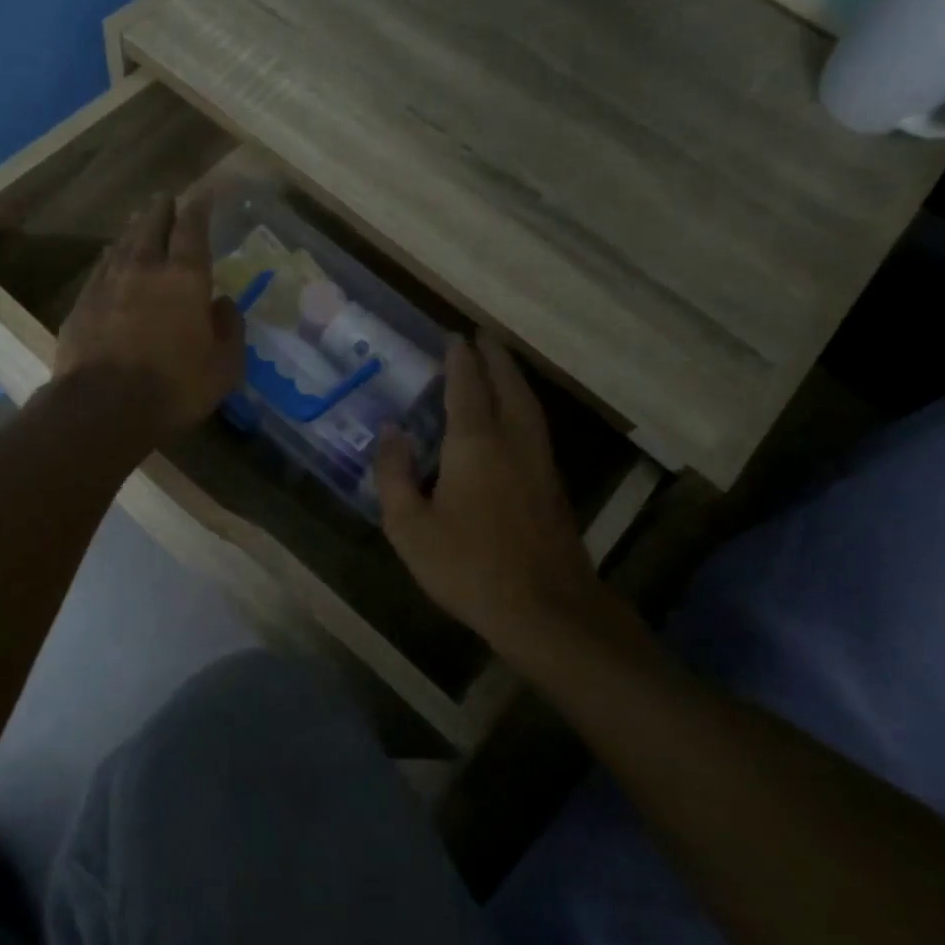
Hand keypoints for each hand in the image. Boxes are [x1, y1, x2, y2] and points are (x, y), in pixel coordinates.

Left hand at [54, 194, 244, 440]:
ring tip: (139, 220)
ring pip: (122, 243)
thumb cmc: (174, 388)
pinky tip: (110, 259)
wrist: (103, 408)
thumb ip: (230, 329)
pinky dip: (110, 257)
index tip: (203, 193)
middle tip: (166, 199)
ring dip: (134, 229)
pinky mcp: (82, 305)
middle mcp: (144, 269)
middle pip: (152, 226)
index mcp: (185, 278)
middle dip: (162, 209)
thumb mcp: (223, 367)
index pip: (193, 229)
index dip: (199, 208)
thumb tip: (224, 303)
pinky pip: (100, 269)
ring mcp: (107, 284)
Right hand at [375, 334, 608, 656]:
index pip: (467, 385)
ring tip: (500, 365)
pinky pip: (536, 426)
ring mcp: (540, 462)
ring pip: (529, 405)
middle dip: (495, 357)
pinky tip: (515, 418)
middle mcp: (513, 440)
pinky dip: (523, 405)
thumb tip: (391, 431)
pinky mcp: (553, 486)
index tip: (453, 335)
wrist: (545, 609)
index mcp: (475, 443)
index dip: (459, 357)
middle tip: (482, 336)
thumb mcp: (409, 526)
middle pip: (507, 385)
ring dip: (513, 378)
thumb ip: (394, 474)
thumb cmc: (467, 566)